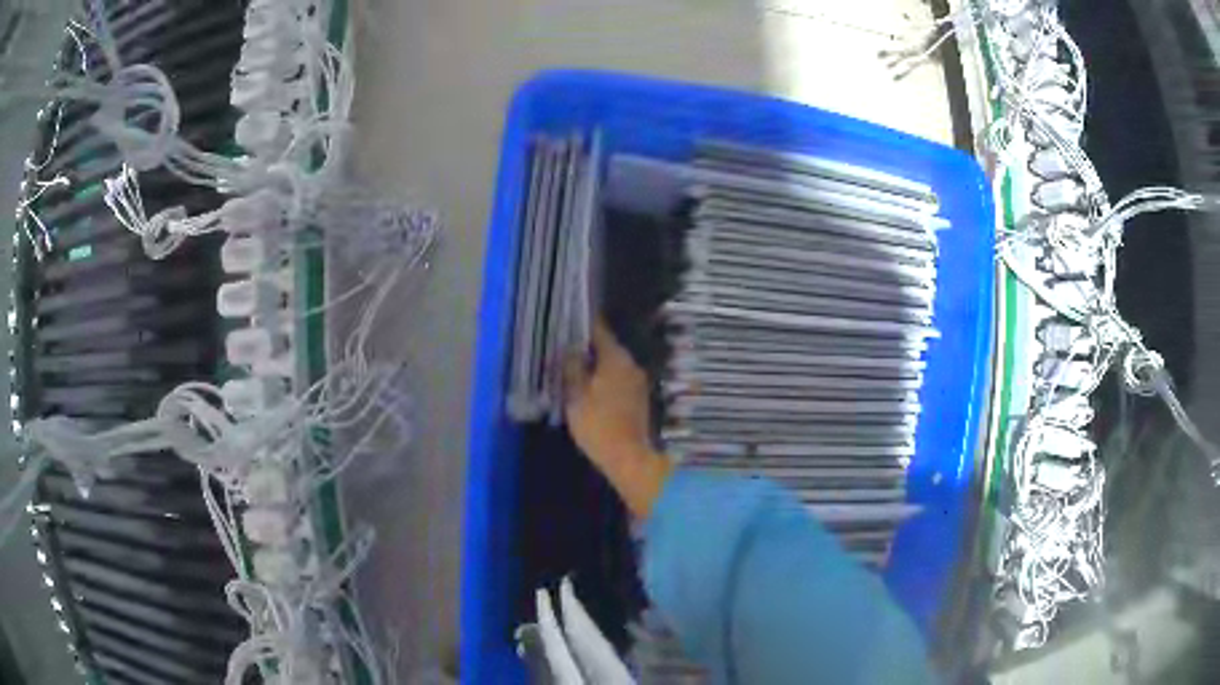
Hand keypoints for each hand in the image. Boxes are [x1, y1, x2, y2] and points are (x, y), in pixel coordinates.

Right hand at [564, 320, 671, 518]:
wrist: (629, 458)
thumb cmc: (598, 425)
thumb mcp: (576, 396)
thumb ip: (572, 368)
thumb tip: (570, 348)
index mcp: (616, 359)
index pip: (599, 331)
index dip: (584, 325)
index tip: (570, 320)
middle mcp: (631, 365)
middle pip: (608, 348)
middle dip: (588, 347)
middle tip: (566, 349)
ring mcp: (638, 382)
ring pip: (613, 365)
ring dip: (596, 365)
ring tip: (574, 369)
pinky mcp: (639, 399)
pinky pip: (618, 380)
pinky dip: (604, 380)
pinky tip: (591, 389)